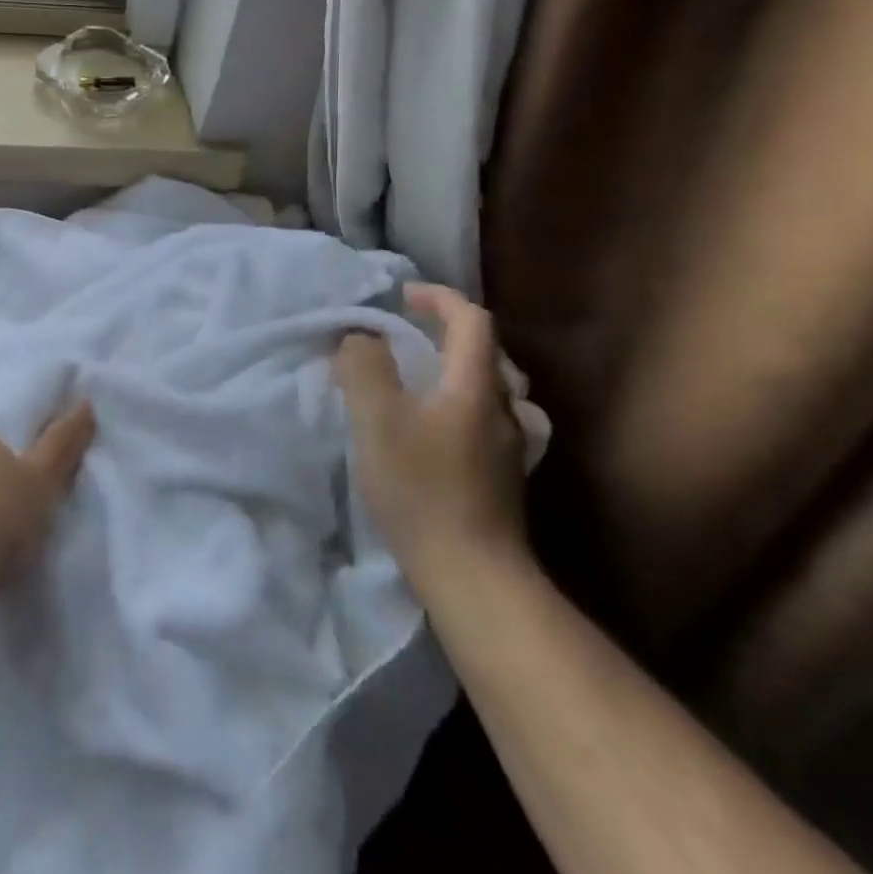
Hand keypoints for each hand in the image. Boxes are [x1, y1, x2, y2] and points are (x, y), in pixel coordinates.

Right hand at [334, 284, 528, 593]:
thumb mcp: (376, 419)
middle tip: (410, 338)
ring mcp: (512, 447)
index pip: (471, 319)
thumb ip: (363, 366)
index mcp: (475, 385)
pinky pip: (498, 423)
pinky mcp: (508, 479)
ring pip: (499, 389)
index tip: (402, 297)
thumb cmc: (421, 489)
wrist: (472, 576)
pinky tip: (456, 428)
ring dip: (466, 371)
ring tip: (432, 379)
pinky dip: (475, 409)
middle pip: (489, 352)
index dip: (438, 298)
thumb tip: (360, 336)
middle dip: (450, 332)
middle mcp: (504, 408)